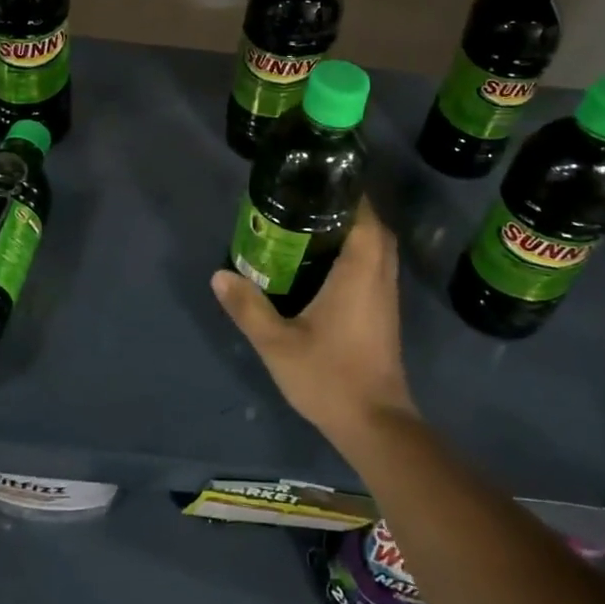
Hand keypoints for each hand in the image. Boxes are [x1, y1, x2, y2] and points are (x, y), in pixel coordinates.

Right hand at [210, 199, 419, 450]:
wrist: (375, 424)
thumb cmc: (330, 376)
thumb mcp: (278, 343)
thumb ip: (248, 307)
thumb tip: (219, 275)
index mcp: (360, 271)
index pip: (365, 215)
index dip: (347, 192)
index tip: (318, 179)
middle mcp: (380, 275)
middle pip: (373, 226)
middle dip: (347, 207)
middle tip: (307, 201)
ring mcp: (386, 295)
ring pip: (377, 247)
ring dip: (354, 230)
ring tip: (311, 224)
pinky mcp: (384, 312)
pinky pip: (374, 266)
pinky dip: (357, 253)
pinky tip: (324, 263)